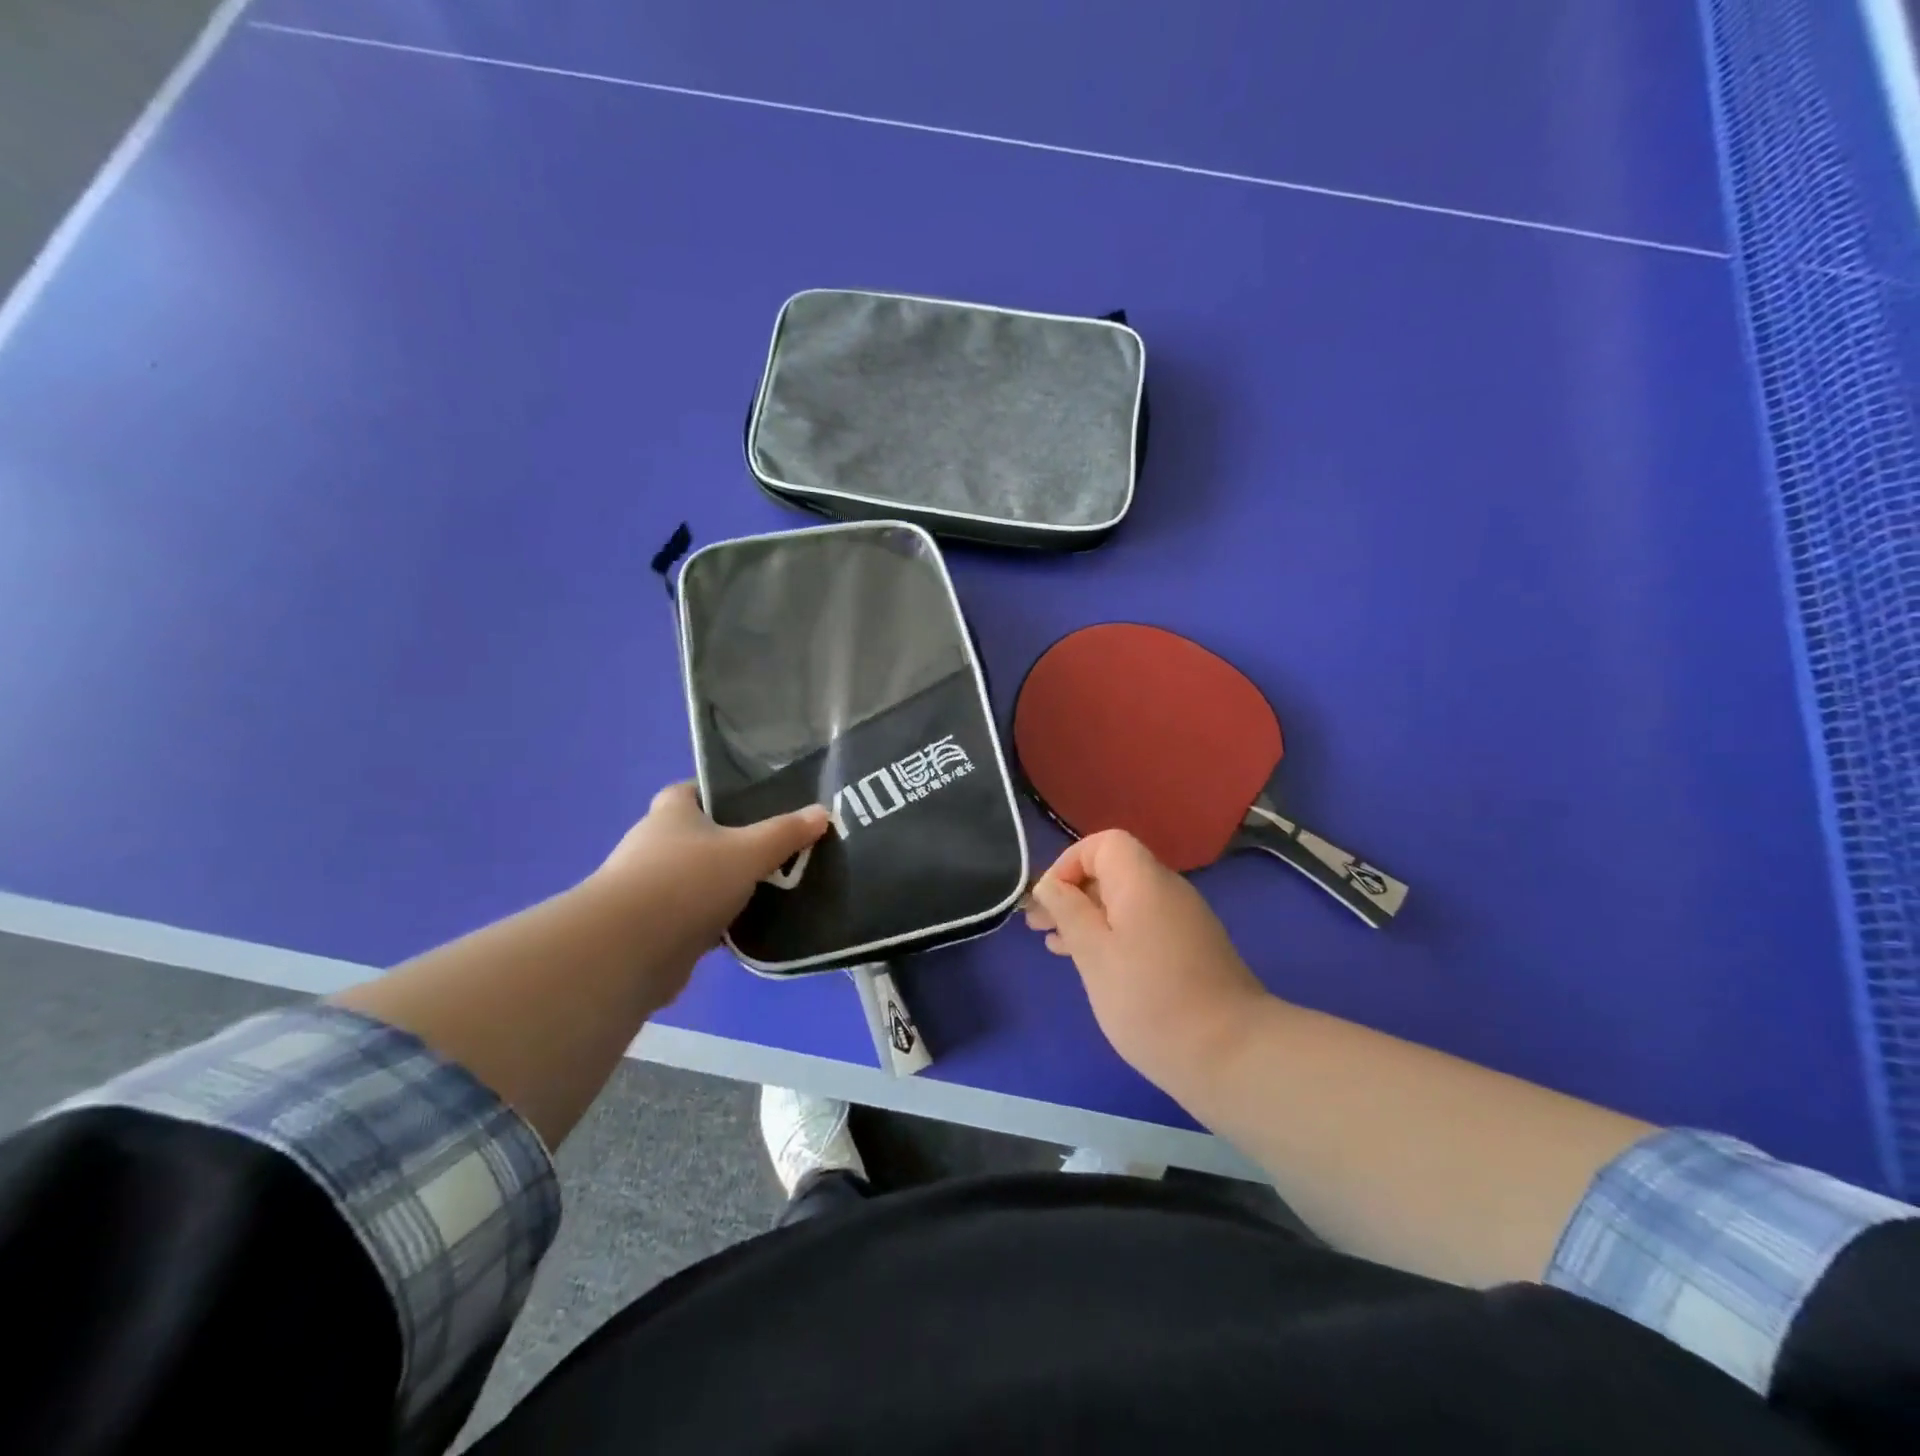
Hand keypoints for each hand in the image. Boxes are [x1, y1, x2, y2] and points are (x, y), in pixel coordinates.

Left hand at [594, 782, 829, 960]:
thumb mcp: (748, 851)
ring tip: (769, 890)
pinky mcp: (651, 929)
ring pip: (695, 879)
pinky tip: (746, 929)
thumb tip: (822, 812)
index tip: (754, 804)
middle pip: (697, 836)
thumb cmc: (687, 881)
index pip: (692, 790)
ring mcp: (648, 889)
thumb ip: (785, 833)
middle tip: (774, 849)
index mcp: (671, 814)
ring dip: (722, 886)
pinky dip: (714, 922)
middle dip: (730, 843)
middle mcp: (653, 845)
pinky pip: (692, 917)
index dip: (719, 793)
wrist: (628, 950)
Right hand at [1027, 830, 1271, 1093]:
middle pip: (1114, 871)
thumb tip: (1049, 884)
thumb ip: (1068, 912)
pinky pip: (1143, 925)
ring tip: (1056, 946)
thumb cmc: (1150, 1000)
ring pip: (1126, 901)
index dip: (1069, 863)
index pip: (1104, 844)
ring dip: (1089, 916)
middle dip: (1073, 892)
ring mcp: (1184, 920)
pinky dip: (1113, 935)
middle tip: (1039, 926)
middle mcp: (1167, 889)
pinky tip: (1094, 965)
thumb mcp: (1094, 954)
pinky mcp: (1192, 949)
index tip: (1048, 901)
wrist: (1233, 1054)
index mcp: (1143, 881)